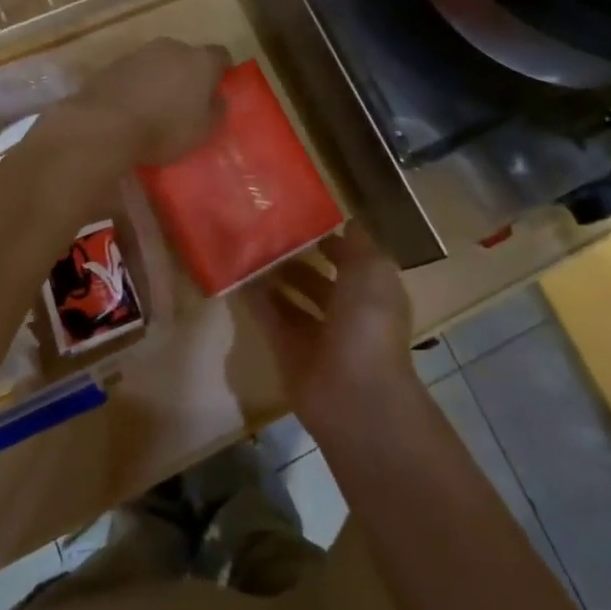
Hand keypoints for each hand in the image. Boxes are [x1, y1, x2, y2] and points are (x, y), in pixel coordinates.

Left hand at [70, 38, 228, 166]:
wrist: (105, 126)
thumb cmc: (164, 129)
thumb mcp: (203, 131)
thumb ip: (216, 110)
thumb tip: (216, 98)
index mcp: (200, 61)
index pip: (220, 55)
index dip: (222, 71)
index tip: (218, 89)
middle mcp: (171, 48)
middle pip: (186, 56)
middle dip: (188, 74)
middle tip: (185, 101)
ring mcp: (139, 53)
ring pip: (158, 63)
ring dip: (160, 78)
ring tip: (155, 107)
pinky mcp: (112, 65)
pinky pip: (133, 73)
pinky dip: (136, 85)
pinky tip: (131, 108)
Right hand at [242, 222, 416, 433]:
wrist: (353, 392)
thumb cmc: (368, 322)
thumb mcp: (372, 270)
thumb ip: (356, 245)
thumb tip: (347, 222)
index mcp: (372, 292)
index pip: (351, 260)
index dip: (330, 240)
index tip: (301, 217)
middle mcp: (346, 312)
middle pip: (318, 280)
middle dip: (297, 258)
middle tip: (267, 232)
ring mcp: (316, 334)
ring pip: (292, 299)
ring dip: (274, 277)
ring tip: (249, 248)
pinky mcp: (288, 351)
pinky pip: (270, 318)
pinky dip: (256, 299)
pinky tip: (238, 275)